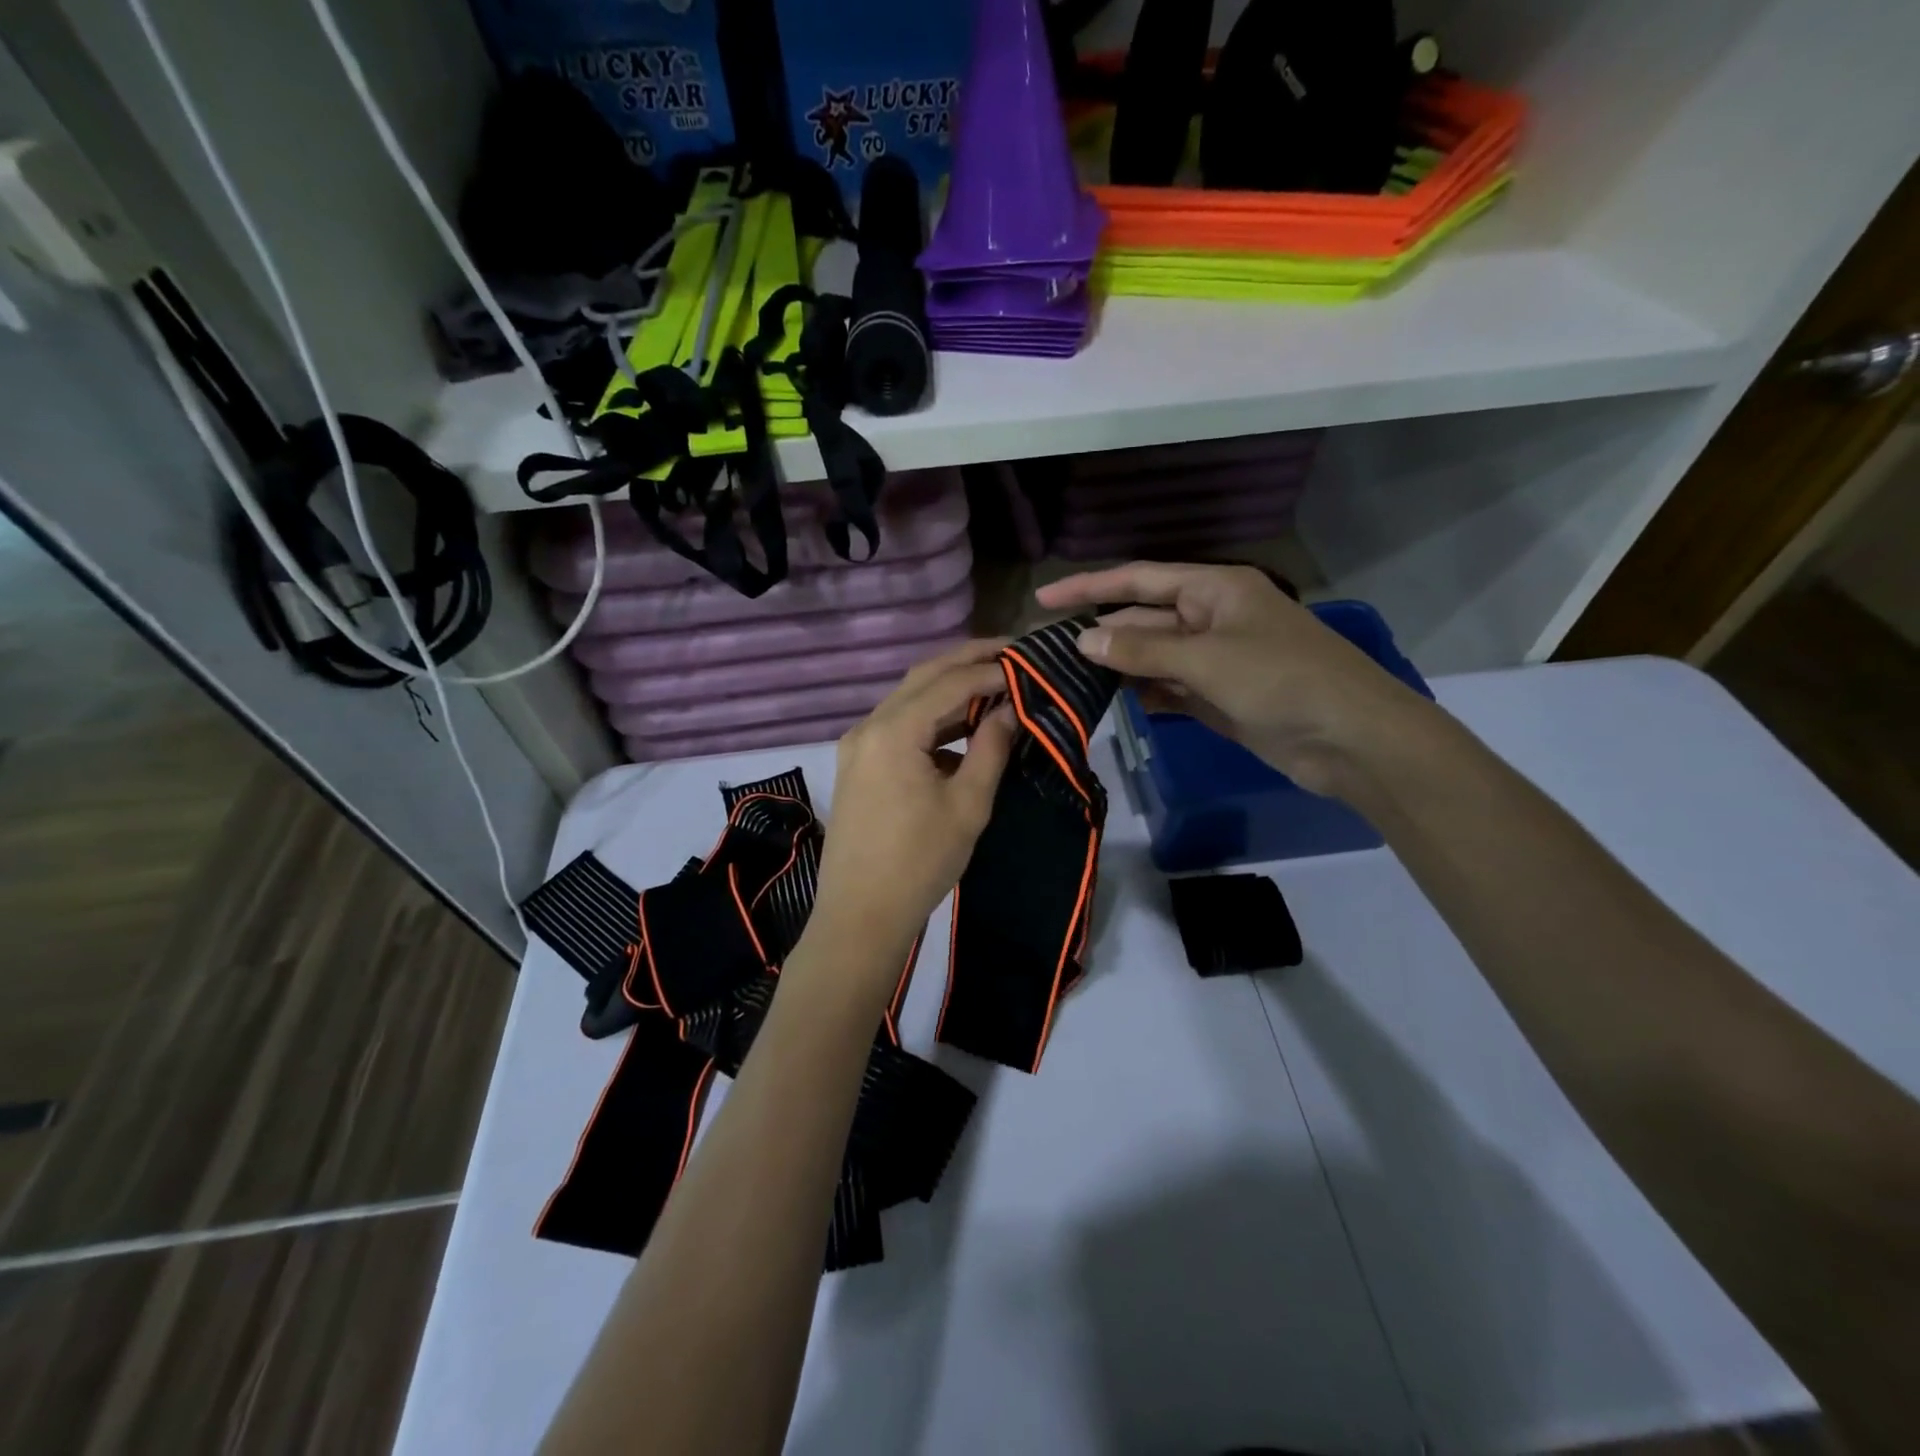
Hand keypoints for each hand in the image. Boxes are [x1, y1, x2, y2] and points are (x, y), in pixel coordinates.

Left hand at [809, 640, 1018, 974]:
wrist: (860, 915)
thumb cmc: (920, 863)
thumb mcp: (968, 804)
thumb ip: (991, 747)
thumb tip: (1012, 708)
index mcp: (894, 731)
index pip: (950, 682)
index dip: (991, 669)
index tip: (1029, 663)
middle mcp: (868, 726)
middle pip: (923, 678)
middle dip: (967, 661)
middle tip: (1011, 653)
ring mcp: (857, 745)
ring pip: (908, 699)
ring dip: (949, 689)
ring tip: (994, 684)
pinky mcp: (858, 765)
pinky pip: (897, 725)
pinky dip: (931, 718)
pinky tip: (961, 727)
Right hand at [1036, 562, 1434, 798]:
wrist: (1352, 740)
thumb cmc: (1283, 681)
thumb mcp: (1207, 659)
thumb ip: (1143, 649)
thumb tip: (1083, 640)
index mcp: (1213, 589)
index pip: (1138, 580)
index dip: (1089, 586)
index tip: (1043, 598)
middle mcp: (1209, 617)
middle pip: (1141, 619)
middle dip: (1098, 634)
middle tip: (1045, 652)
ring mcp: (1214, 660)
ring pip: (1152, 656)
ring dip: (1116, 666)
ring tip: (1065, 679)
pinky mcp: (1217, 697)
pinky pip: (1168, 688)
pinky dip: (1143, 694)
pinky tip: (1111, 702)